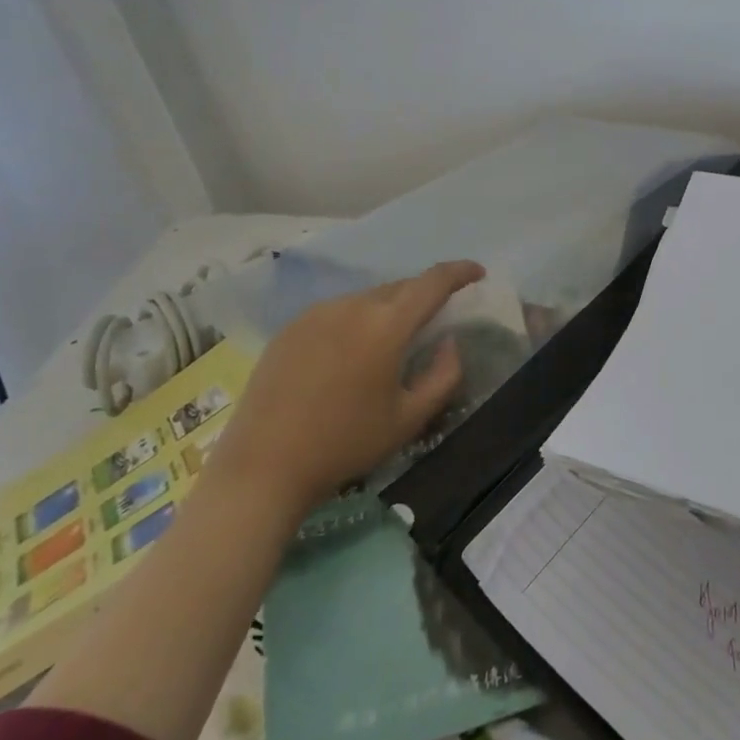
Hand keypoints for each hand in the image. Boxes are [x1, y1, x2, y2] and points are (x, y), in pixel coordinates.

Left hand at [210, 261, 485, 518]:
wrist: (263, 467)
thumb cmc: (345, 444)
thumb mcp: (409, 419)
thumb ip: (444, 375)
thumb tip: (449, 343)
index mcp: (386, 325)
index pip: (433, 281)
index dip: (460, 272)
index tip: (477, 273)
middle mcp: (352, 306)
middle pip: (400, 287)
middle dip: (424, 295)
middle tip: (436, 319)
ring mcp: (316, 313)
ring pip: (367, 298)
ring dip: (389, 310)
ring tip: (392, 341)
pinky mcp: (290, 327)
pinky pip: (337, 311)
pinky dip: (357, 320)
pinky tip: (351, 353)